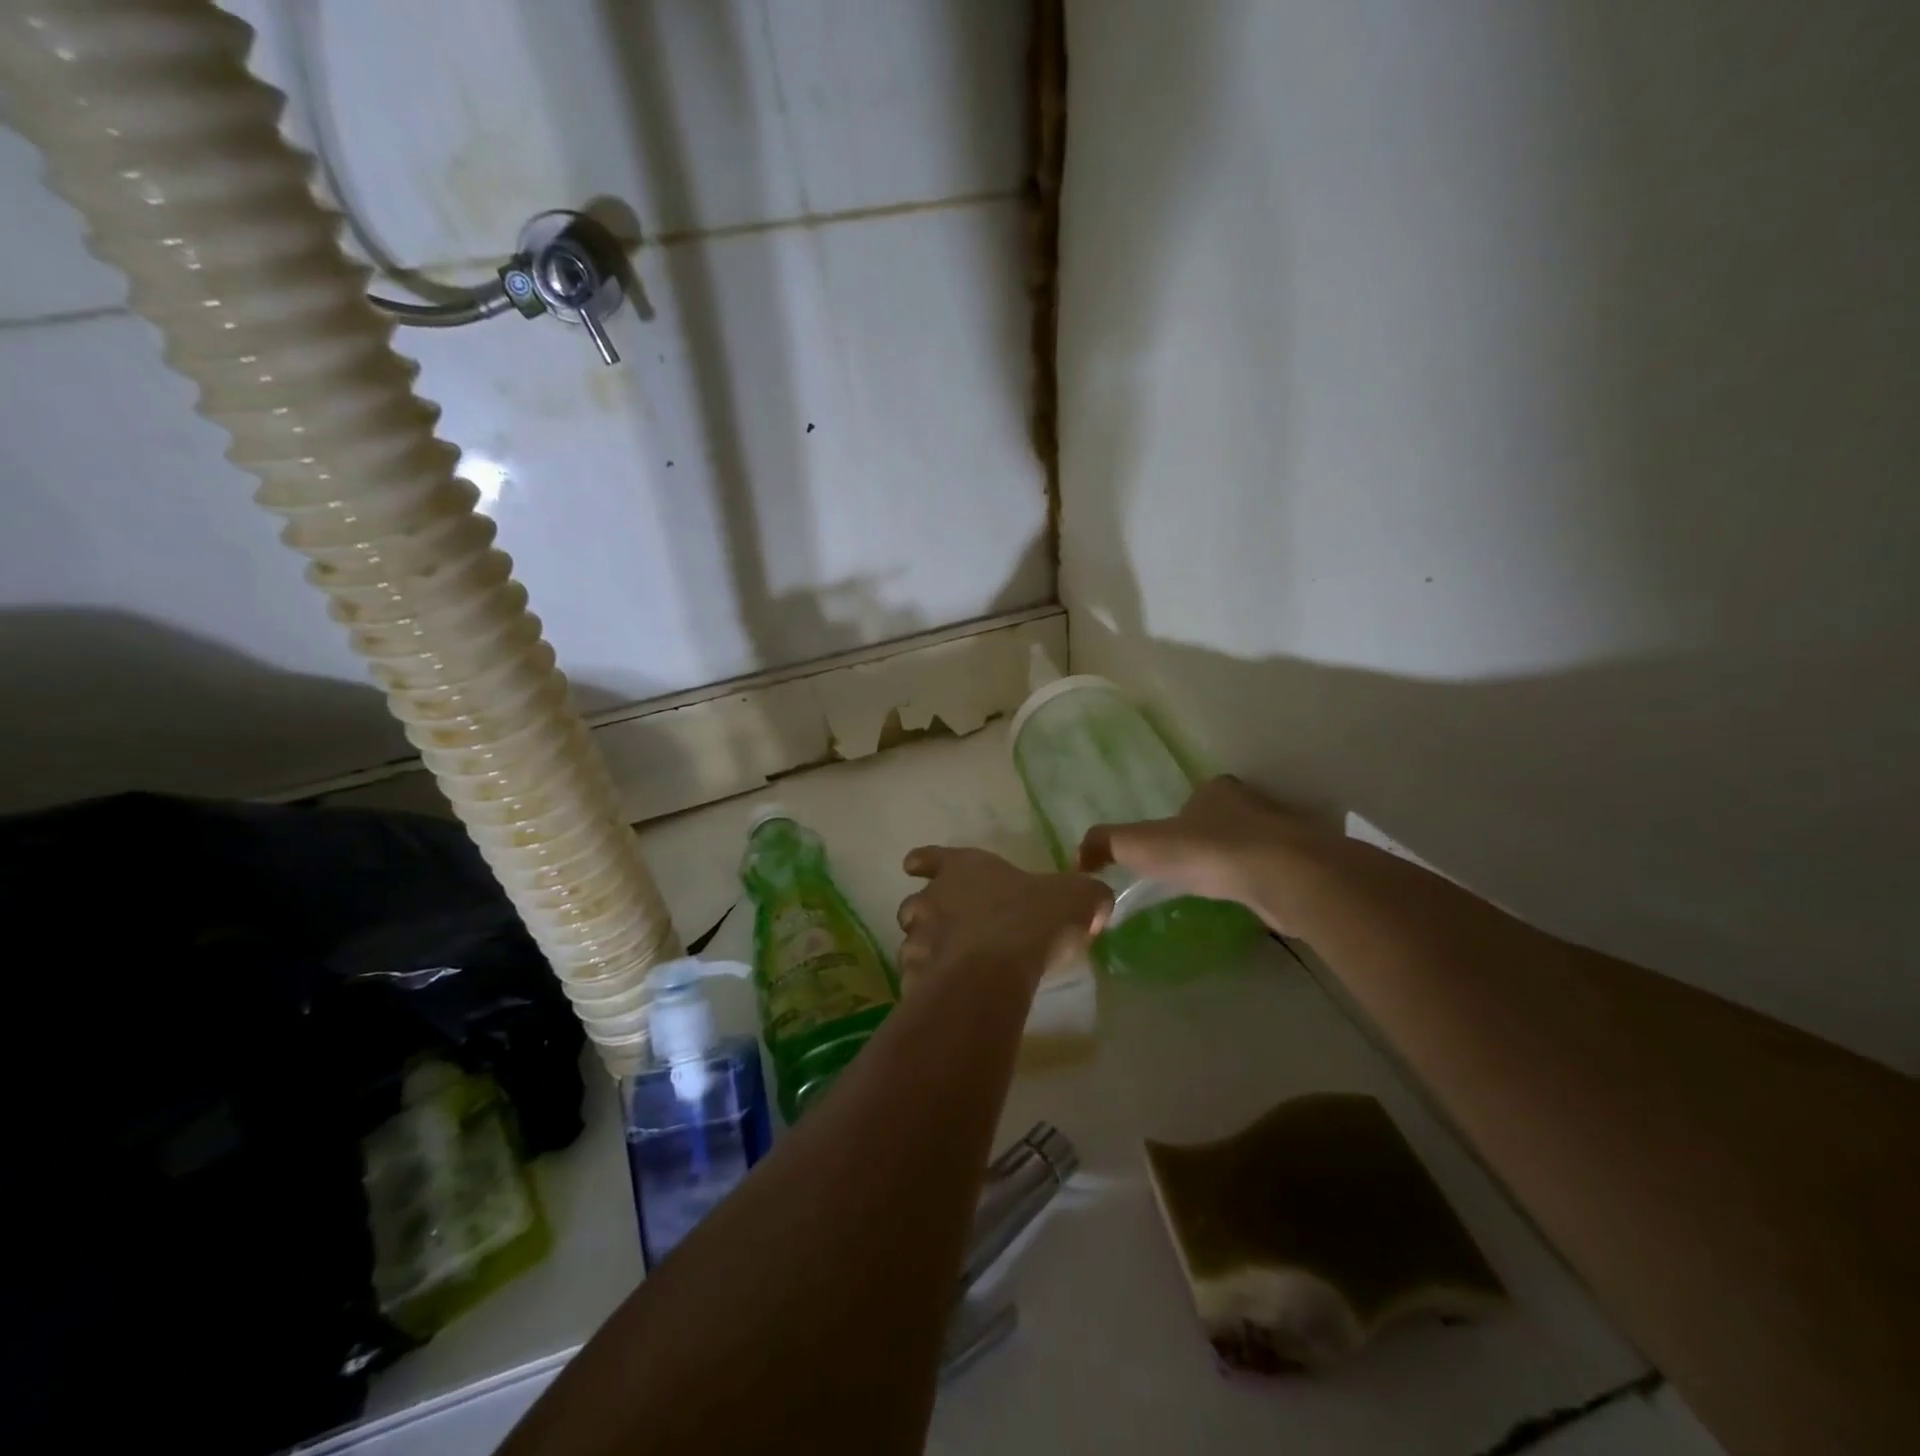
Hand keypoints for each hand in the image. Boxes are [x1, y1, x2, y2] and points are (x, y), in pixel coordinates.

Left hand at [896, 847, 1112, 986]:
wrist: (994, 971)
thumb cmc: (1031, 919)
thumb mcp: (1076, 898)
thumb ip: (1085, 896)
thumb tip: (1096, 903)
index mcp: (963, 869)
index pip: (933, 857)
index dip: (924, 861)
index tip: (912, 866)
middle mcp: (932, 900)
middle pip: (914, 904)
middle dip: (925, 915)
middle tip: (945, 929)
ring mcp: (918, 940)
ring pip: (911, 943)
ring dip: (926, 952)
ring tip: (948, 968)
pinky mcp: (915, 979)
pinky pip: (917, 981)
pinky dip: (928, 986)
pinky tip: (947, 997)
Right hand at [1077, 776, 1332, 934]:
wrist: (1286, 877)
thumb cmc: (1209, 852)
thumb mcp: (1142, 844)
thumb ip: (1107, 844)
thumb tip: (1077, 857)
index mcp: (1216, 790)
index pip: (1197, 797)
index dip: (1182, 817)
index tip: (1170, 845)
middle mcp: (1252, 803)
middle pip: (1226, 817)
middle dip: (1210, 837)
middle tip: (1191, 868)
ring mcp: (1283, 833)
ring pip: (1253, 844)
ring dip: (1237, 861)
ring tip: (1218, 888)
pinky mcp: (1304, 866)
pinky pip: (1274, 872)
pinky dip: (1260, 883)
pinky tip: (1249, 901)